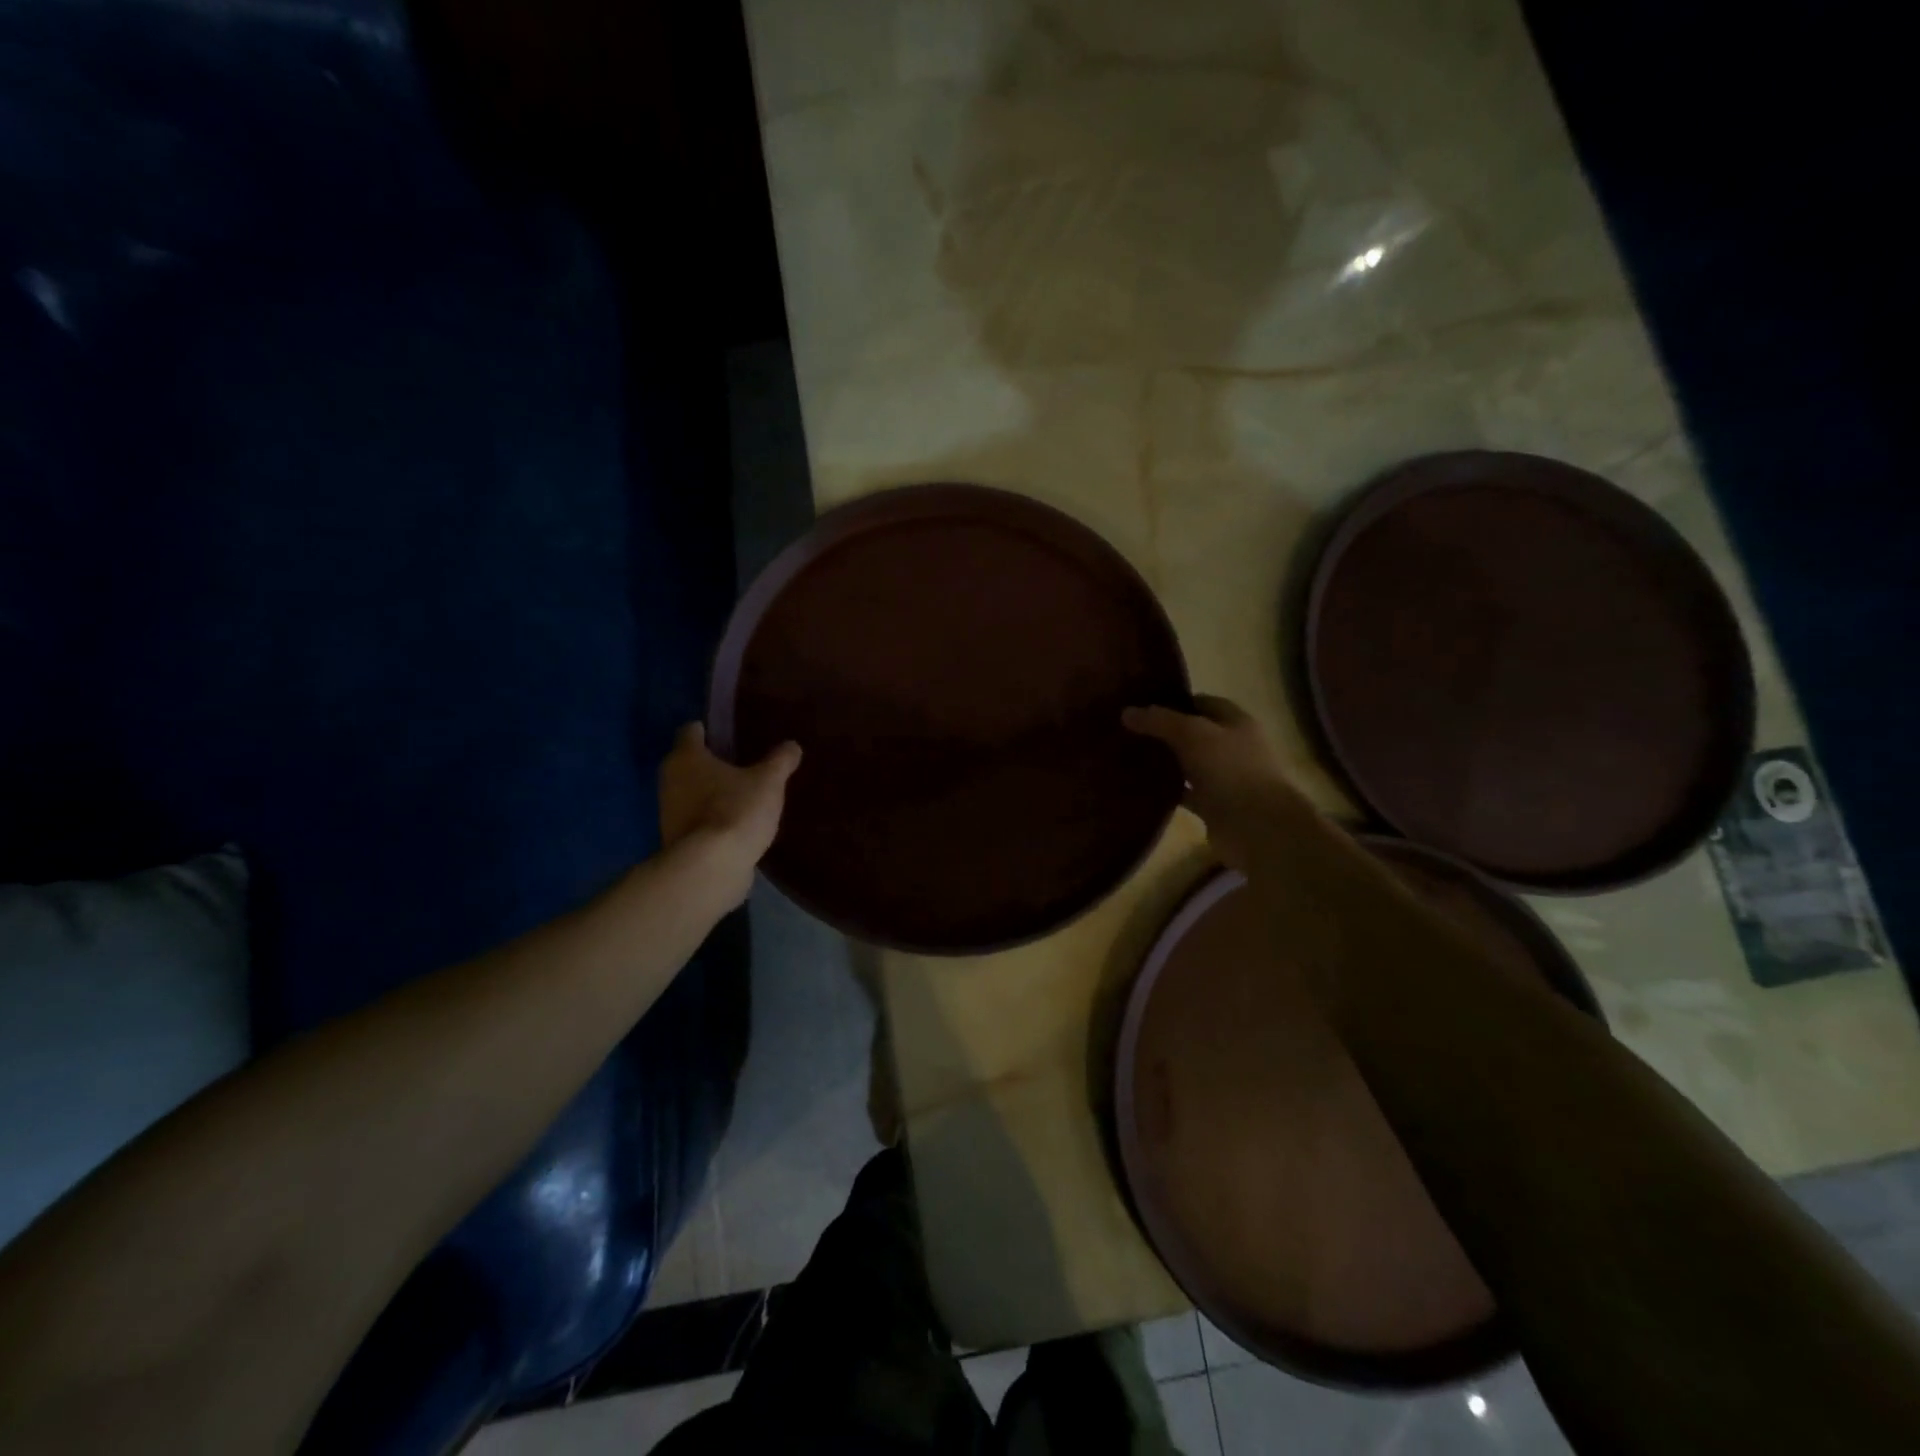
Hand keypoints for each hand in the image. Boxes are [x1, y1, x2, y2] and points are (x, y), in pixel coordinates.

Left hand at [659, 724, 801, 906]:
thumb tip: (792, 746)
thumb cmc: (736, 811)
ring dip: (712, 793)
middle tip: (745, 763)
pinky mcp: (677, 840)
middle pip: (690, 763)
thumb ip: (780, 761)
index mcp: (686, 757)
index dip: (710, 729)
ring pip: (692, 792)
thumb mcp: (768, 782)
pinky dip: (712, 819)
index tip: (731, 733)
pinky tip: (737, 824)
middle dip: (713, 763)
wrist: (710, 868)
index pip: (691, 731)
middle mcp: (669, 780)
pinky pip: (697, 820)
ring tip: (744, 795)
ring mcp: (669, 812)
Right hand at [1123, 695, 1319, 873]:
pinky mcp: (1214, 807)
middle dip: (1165, 733)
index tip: (1142, 705)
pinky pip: (1186, 794)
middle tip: (1129, 731)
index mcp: (1236, 722)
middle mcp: (1232, 748)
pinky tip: (1140, 788)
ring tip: (1128, 757)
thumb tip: (1127, 711)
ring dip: (1165, 763)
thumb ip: (1160, 721)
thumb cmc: (1230, 769)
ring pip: (1188, 765)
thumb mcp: (1192, 734)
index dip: (1175, 701)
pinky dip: (1167, 791)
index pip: (1203, 703)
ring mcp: (1224, 779)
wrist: (1257, 827)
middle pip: (1194, 734)